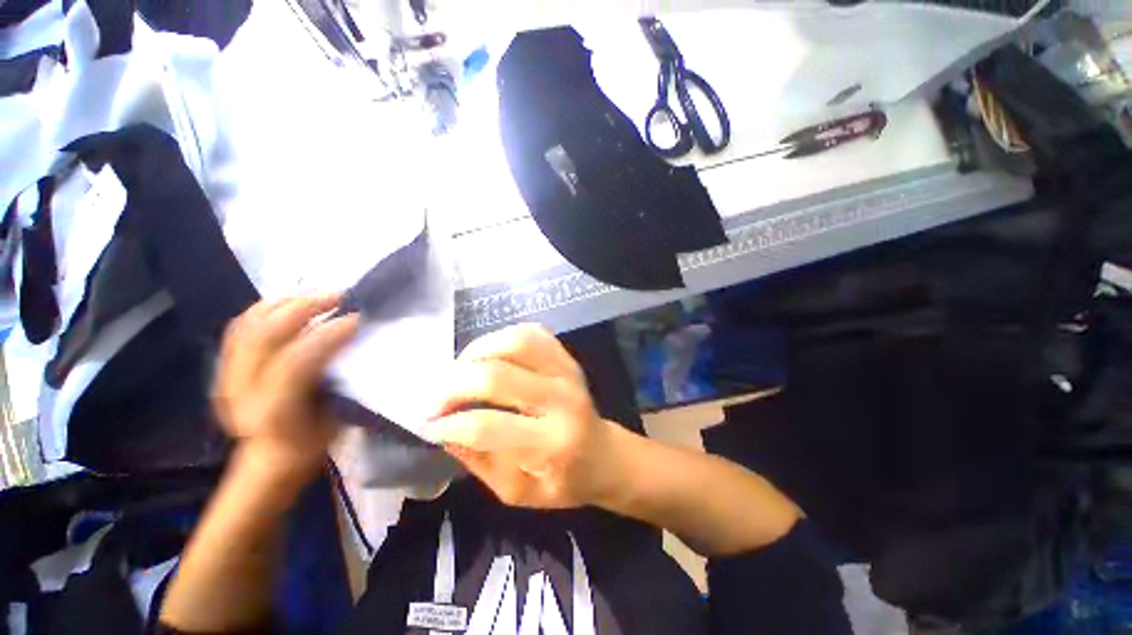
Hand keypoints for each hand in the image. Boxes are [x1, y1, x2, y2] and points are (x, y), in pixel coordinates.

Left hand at [214, 294, 359, 483]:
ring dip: (284, 302)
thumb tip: (353, 337)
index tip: (357, 318)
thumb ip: (341, 378)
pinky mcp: (223, 367)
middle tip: (338, 295)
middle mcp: (242, 392)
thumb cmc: (313, 439)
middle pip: (265, 337)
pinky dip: (265, 308)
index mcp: (274, 412)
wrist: (270, 455)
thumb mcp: (335, 417)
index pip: (295, 364)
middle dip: (304, 308)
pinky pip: (240, 327)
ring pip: (249, 326)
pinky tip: (289, 300)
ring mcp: (227, 377)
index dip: (327, 336)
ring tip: (316, 291)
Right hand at [427, 324, 619, 508]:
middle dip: (454, 386)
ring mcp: (566, 371)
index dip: (449, 423)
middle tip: (435, 399)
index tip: (428, 423)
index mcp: (551, 443)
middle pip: (497, 376)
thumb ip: (477, 461)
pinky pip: (532, 333)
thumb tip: (440, 429)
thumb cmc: (561, 481)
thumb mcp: (516, 491)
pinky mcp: (567, 357)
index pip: (488, 426)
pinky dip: (504, 337)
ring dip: (477, 352)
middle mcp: (561, 399)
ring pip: (514, 342)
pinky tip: (489, 354)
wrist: (603, 455)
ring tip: (460, 371)